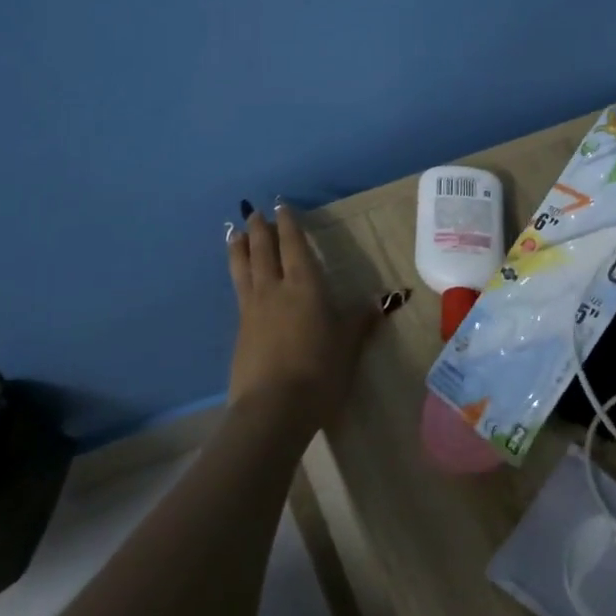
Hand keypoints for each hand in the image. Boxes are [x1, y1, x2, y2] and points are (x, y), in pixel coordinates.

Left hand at [225, 203, 392, 429]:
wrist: (273, 408)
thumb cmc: (319, 371)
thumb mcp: (348, 344)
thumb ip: (360, 320)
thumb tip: (381, 301)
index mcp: (304, 286)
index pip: (294, 247)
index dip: (289, 226)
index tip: (282, 207)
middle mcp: (274, 290)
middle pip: (263, 251)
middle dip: (260, 229)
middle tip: (255, 212)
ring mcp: (252, 310)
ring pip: (243, 269)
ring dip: (239, 248)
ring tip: (233, 233)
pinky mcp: (240, 331)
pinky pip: (238, 291)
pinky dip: (236, 275)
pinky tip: (238, 279)